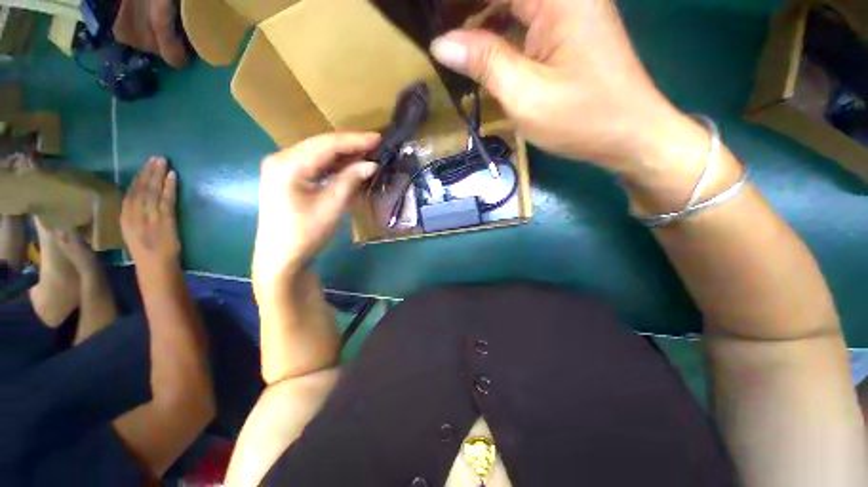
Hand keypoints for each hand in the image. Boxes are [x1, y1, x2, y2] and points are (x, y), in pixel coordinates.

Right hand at [121, 157, 180, 267]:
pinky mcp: (164, 221)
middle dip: (148, 171)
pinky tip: (173, 176)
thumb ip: (136, 216)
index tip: (145, 165)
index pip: (130, 193)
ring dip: (158, 175)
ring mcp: (149, 217)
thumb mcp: (134, 231)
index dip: (138, 178)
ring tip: (163, 161)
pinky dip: (169, 187)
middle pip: (141, 188)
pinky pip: (167, 200)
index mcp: (124, 218)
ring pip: (152, 191)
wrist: (156, 267)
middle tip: (156, 158)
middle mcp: (134, 215)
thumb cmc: (147, 252)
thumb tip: (143, 200)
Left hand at [252, 133, 379, 295]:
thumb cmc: (306, 234)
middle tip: (375, 145)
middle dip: (349, 144)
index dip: (354, 140)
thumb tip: (371, 164)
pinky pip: (313, 164)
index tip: (378, 138)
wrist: (281, 259)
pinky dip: (332, 164)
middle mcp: (280, 159)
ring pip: (317, 153)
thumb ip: (350, 180)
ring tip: (366, 153)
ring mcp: (281, 168)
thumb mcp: (331, 206)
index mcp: (288, 164)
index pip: (326, 144)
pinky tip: (347, 165)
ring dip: (342, 154)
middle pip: (320, 145)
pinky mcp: (286, 178)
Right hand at [430, 0, 688, 171]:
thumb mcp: (526, 96)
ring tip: (452, 48)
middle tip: (440, 40)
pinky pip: (523, 22)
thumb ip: (485, 63)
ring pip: (511, 6)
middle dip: (466, 11)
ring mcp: (567, 11)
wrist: (629, 135)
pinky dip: (499, 37)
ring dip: (480, 24)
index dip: (459, 3)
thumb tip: (441, 44)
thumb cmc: (582, 119)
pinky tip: (480, 57)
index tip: (432, 19)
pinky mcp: (566, 31)